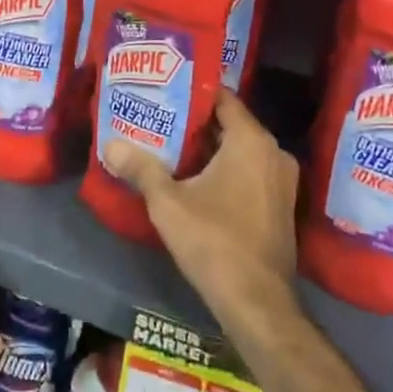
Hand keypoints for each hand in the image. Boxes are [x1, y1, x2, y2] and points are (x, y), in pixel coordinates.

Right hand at [102, 88, 301, 338]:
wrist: (258, 303)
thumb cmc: (214, 241)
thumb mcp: (168, 203)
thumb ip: (141, 169)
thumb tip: (110, 145)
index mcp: (252, 141)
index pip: (223, 98)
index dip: (193, 91)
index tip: (165, 88)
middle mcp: (274, 153)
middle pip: (231, 124)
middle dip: (196, 121)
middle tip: (160, 117)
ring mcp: (282, 181)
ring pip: (241, 150)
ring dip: (210, 148)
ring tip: (171, 145)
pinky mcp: (281, 205)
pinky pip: (251, 171)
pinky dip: (227, 168)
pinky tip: (196, 178)